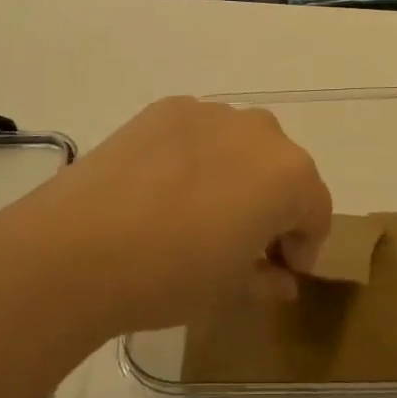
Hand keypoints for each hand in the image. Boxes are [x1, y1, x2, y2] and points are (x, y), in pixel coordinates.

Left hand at [0, 97, 332, 333]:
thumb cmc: (172, 275)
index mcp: (289, 175)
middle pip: (282, 169)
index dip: (304, 244)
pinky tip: (164, 188)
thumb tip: (280, 279)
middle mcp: (260, 131)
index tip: (280, 271)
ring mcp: (210, 112)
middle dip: (273, 203)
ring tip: (199, 211)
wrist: (80, 246)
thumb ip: (268, 279)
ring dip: (237, 174)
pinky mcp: (167, 107)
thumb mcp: (230, 290)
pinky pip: (199, 132)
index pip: (316, 209)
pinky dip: (197, 155)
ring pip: (241, 144)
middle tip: (243, 241)